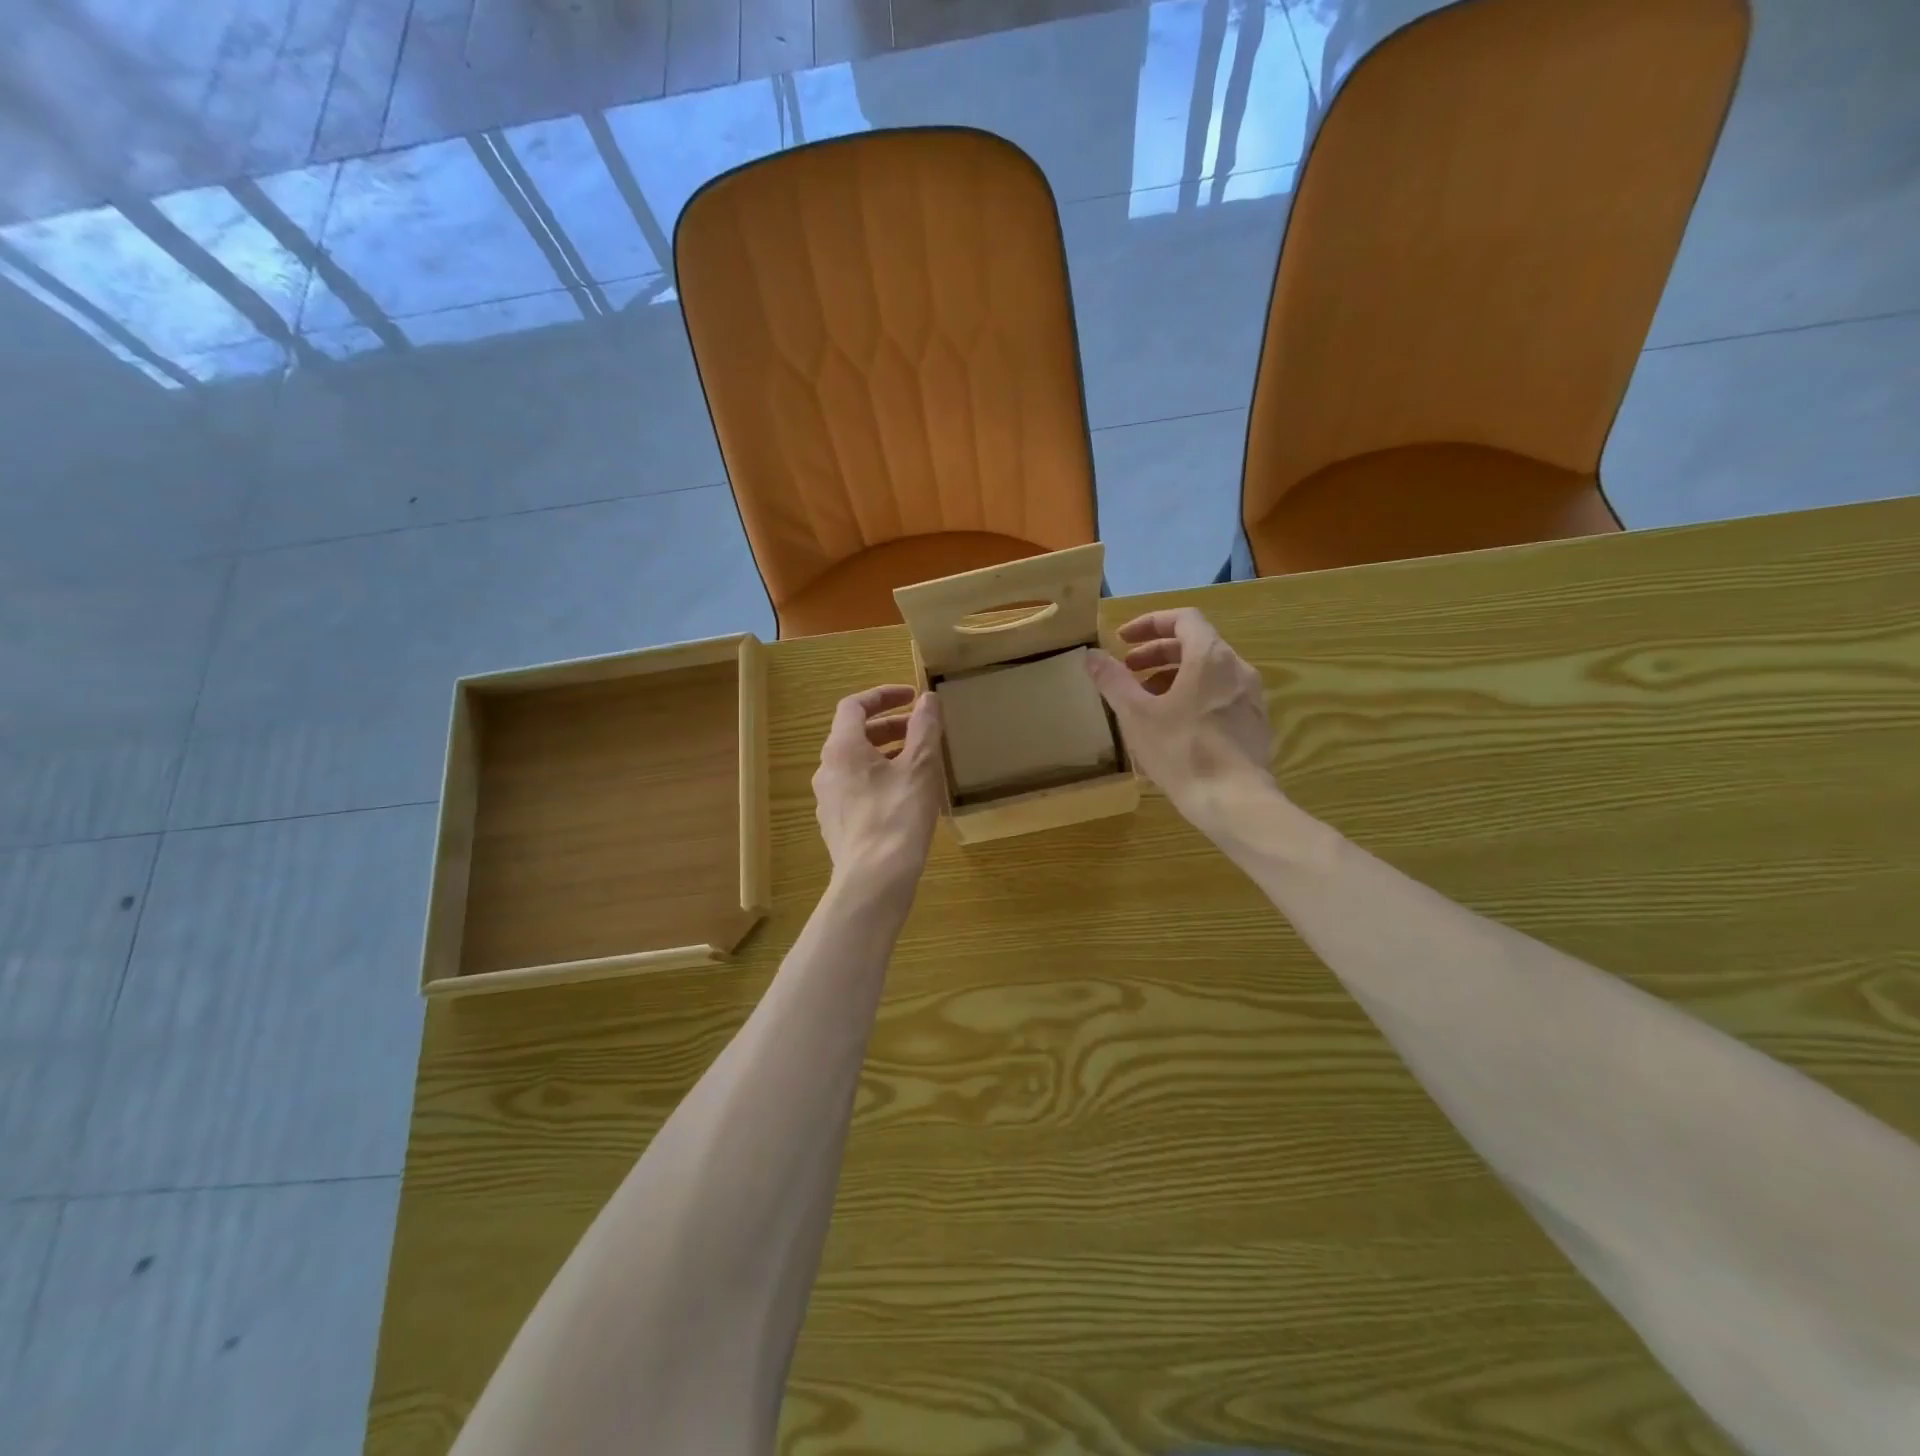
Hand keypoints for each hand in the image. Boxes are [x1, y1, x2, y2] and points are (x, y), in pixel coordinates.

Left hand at [813, 685, 944, 900]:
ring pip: (855, 764)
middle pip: (854, 735)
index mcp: (842, 748)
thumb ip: (924, 728)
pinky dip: (877, 779)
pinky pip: (855, 789)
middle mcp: (826, 769)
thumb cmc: (898, 815)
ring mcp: (827, 799)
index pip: (854, 706)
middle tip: (920, 730)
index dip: (883, 696)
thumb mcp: (921, 766)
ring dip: (884, 754)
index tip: (911, 697)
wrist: (874, 878)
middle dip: (888, 727)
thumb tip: (927, 699)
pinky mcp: (835, 824)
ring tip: (917, 763)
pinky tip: (903, 796)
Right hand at [1085, 608, 1277, 839]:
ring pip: (1209, 673)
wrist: (1235, 801)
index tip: (1124, 641)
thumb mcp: (1136, 714)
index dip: (1150, 624)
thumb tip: (1091, 655)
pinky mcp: (1255, 725)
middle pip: (1196, 645)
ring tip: (1146, 701)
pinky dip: (1194, 697)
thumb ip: (1113, 680)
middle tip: (1128, 671)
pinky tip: (1174, 727)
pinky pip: (1220, 697)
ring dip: (1174, 677)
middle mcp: (1238, 669)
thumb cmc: (1182, 750)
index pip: (1183, 618)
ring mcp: (1251, 698)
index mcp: (1211, 657)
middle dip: (1157, 654)